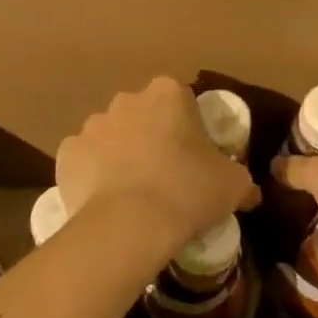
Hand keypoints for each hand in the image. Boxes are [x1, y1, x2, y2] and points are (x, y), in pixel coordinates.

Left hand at [56, 78, 256, 251]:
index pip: (182, 99)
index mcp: (168, 93)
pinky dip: (94, 175)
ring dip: (122, 154)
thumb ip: (241, 178)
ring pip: (112, 136)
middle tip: (167, 174)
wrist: (130, 224)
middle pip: (143, 114)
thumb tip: (250, 191)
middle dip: (152, 136)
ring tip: (135, 193)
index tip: (195, 155)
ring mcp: (92, 125)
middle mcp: (126, 99)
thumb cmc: (188, 191)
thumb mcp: (233, 184)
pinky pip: (86, 160)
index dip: (189, 127)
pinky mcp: (67, 153)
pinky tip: (107, 201)